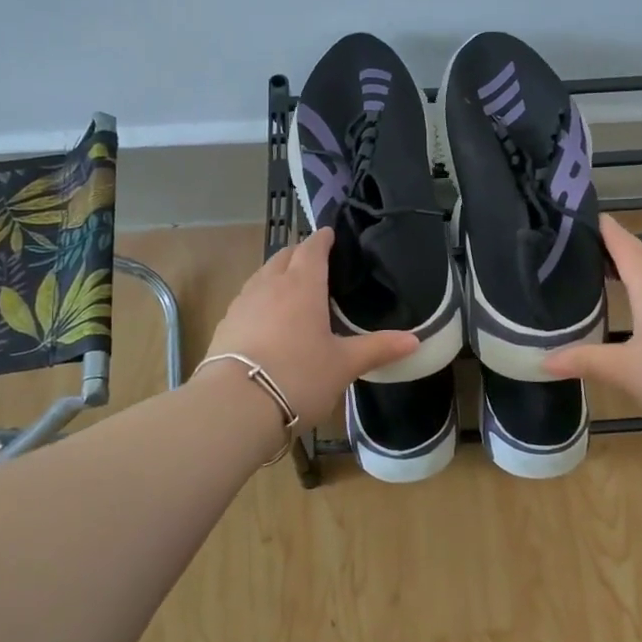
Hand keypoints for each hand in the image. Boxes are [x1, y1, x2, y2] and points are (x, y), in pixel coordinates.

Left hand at [204, 228, 417, 428]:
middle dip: (299, 254)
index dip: (322, 239)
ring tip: (291, 288)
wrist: (235, 405)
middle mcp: (269, 285)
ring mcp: (243, 303)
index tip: (330, 235)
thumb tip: (415, 340)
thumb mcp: (344, 365)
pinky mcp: (225, 325)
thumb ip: (377, 348)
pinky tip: (267, 319)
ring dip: (277, 274)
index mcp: (302, 285)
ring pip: (261, 276)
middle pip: (283, 256)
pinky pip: (247, 300)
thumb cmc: (299, 376)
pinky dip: (260, 299)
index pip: (312, 248)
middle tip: (315, 262)